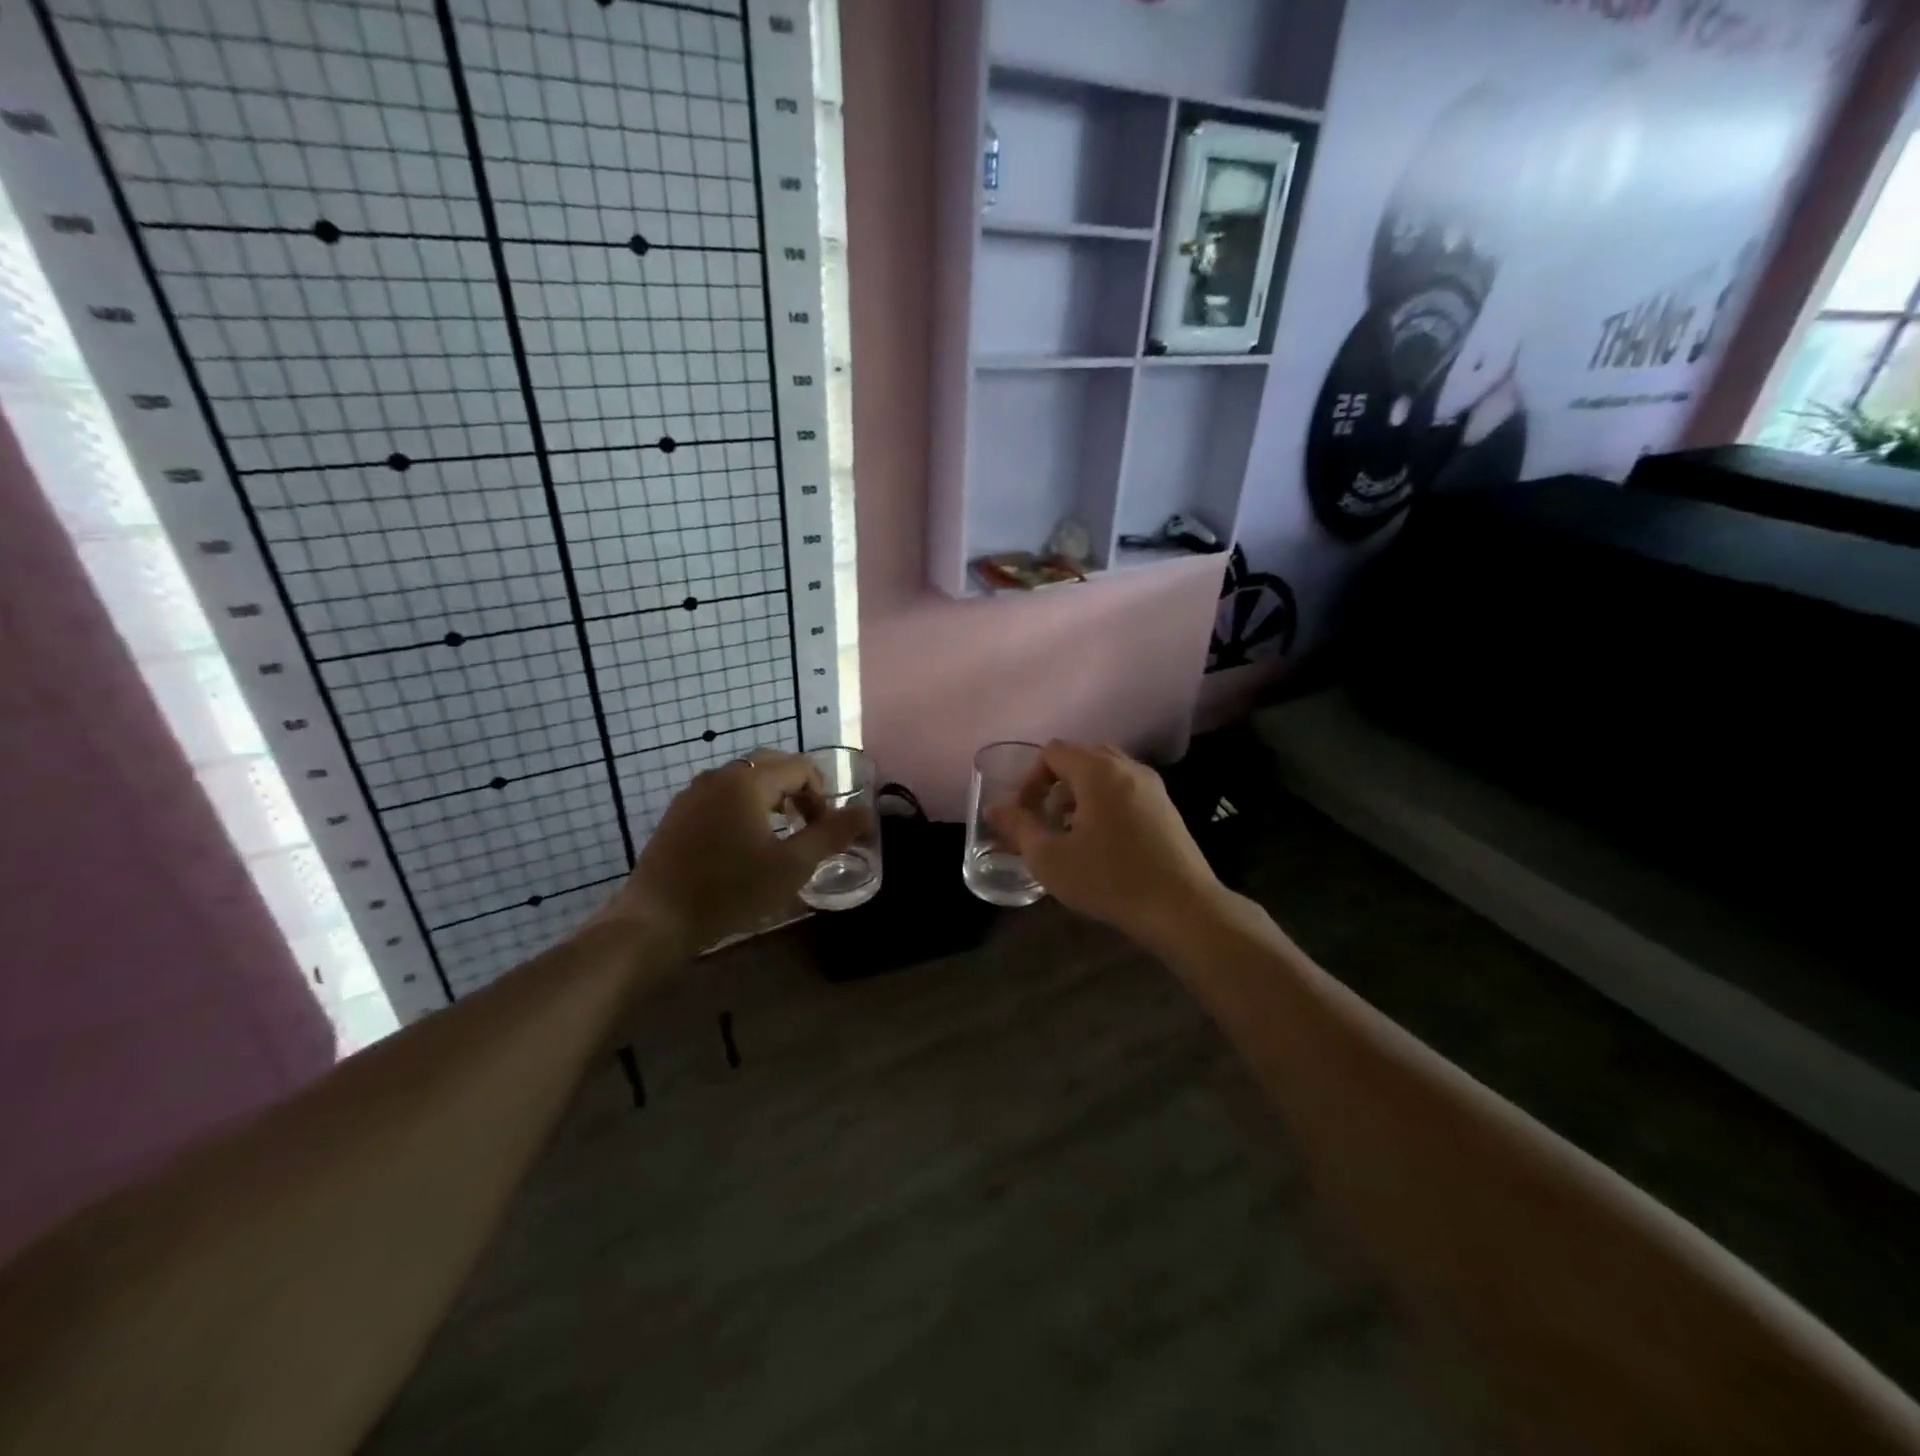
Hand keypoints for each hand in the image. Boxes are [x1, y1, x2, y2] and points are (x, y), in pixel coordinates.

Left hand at [594, 751, 864, 958]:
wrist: (658, 920)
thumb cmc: (731, 891)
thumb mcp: (792, 866)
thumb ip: (832, 834)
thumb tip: (866, 812)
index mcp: (748, 782)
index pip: (801, 767)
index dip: (822, 795)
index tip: (823, 830)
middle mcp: (719, 776)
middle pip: (772, 765)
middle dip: (798, 789)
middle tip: (806, 825)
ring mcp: (693, 793)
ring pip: (744, 779)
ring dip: (771, 797)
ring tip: (778, 835)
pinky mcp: (678, 813)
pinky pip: (721, 795)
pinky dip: (743, 806)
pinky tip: (742, 844)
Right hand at [987, 741, 1227, 950]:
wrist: (1182, 908)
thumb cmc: (1109, 879)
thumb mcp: (1050, 858)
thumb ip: (1019, 827)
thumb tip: (994, 809)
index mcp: (1098, 771)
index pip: (1052, 752)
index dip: (1030, 780)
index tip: (1025, 815)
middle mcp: (1127, 767)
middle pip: (1080, 758)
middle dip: (1055, 786)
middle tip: (1047, 822)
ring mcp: (1152, 786)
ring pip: (1105, 775)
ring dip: (1080, 795)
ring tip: (1072, 835)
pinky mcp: (1166, 808)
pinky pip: (1125, 790)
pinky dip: (1105, 804)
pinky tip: (1103, 844)